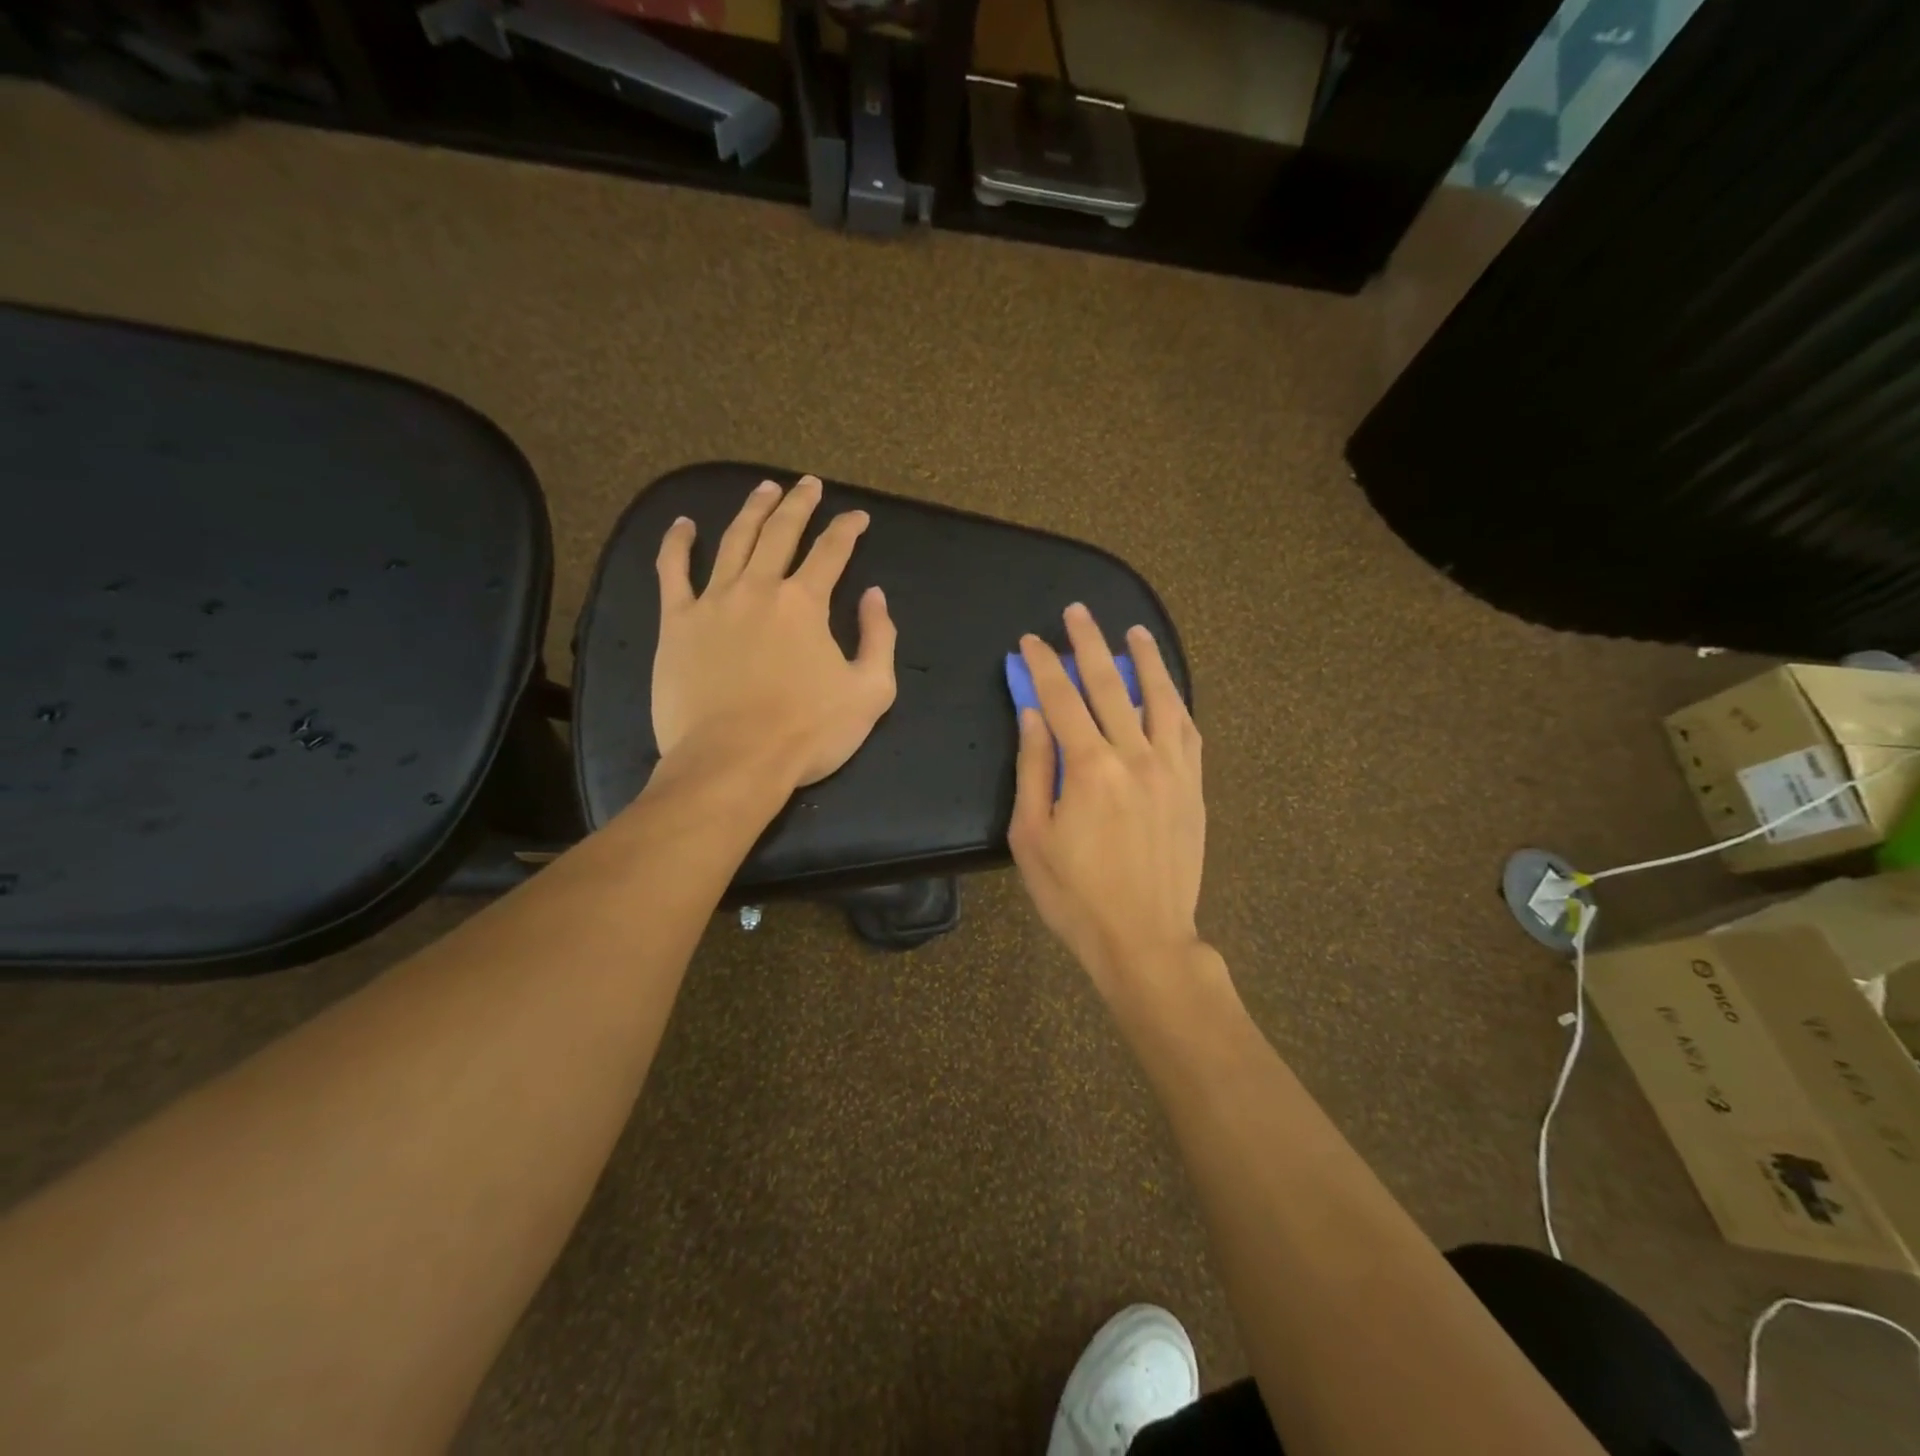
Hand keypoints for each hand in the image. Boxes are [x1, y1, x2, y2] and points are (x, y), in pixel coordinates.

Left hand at [652, 476, 896, 789]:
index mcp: (805, 603)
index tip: (858, 517)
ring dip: (751, 510)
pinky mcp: (676, 623)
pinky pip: (672, 572)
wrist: (733, 762)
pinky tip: (683, 524)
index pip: (832, 551)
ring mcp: (712, 602)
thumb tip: (875, 595)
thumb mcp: (871, 692)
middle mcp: (759, 588)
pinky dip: (677, 543)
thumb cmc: (807, 732)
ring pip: (733, 540)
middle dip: (800, 504)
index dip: (848, 529)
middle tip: (809, 484)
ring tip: (764, 489)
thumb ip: (880, 638)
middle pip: (781, 532)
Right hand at [1008, 604, 1205, 991]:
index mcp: (1090, 768)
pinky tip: (1168, 689)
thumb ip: (1034, 769)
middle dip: (1088, 644)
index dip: (1042, 665)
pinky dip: (1175, 702)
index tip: (1028, 641)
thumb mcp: (1032, 836)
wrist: (1145, 938)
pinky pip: (1187, 731)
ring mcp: (1171, 770)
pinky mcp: (1192, 788)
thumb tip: (1033, 714)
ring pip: (1159, 698)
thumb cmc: (1076, 895)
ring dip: (1144, 660)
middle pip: (1109, 685)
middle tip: (1076, 612)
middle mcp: (1135, 756)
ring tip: (1134, 632)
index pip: (1061, 699)